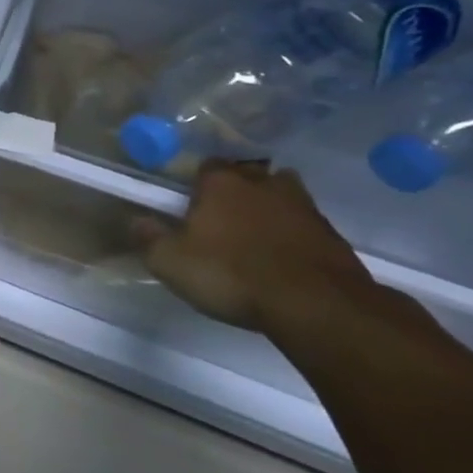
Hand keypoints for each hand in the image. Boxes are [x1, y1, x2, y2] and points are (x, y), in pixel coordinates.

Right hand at [135, 161, 372, 332]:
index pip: (206, 166)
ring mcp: (305, 209)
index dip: (197, 183)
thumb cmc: (231, 274)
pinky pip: (306, 227)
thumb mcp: (170, 262)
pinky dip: (295, 237)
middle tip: (224, 217)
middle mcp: (264, 185)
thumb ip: (149, 238)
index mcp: (221, 183)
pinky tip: (284, 261)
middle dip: (239, 190)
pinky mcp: (334, 237)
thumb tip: (138, 220)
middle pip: (250, 175)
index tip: (191, 204)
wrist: (317, 306)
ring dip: (271, 211)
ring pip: (283, 198)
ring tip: (256, 237)